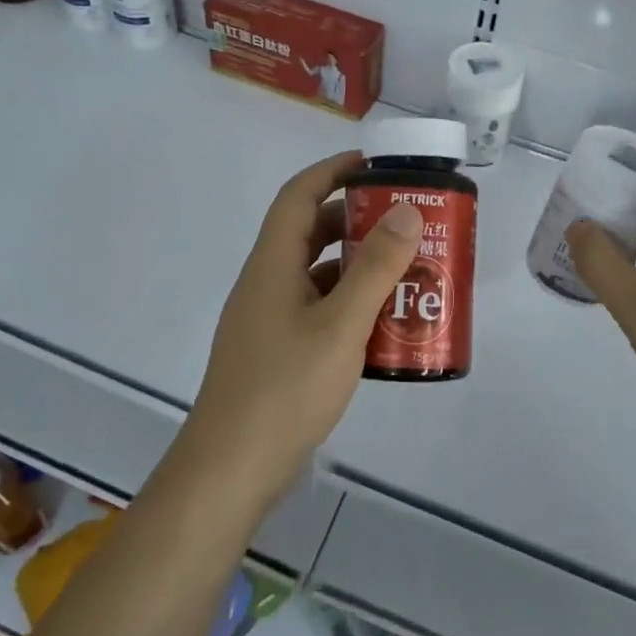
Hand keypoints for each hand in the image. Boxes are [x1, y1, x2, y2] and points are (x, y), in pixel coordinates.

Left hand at [186, 151, 422, 502]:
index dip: (333, 171)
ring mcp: (269, 319)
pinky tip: (381, 323)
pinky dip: (348, 303)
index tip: (375, 165)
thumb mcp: (341, 325)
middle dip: (355, 218)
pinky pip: (316, 308)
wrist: (230, 471)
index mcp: (273, 264)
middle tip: (403, 221)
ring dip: (355, 264)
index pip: (299, 195)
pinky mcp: (277, 351)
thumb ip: (376, 269)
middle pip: (310, 231)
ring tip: (404, 269)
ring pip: (316, 273)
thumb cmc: (285, 389)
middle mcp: (266, 282)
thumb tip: (405, 210)